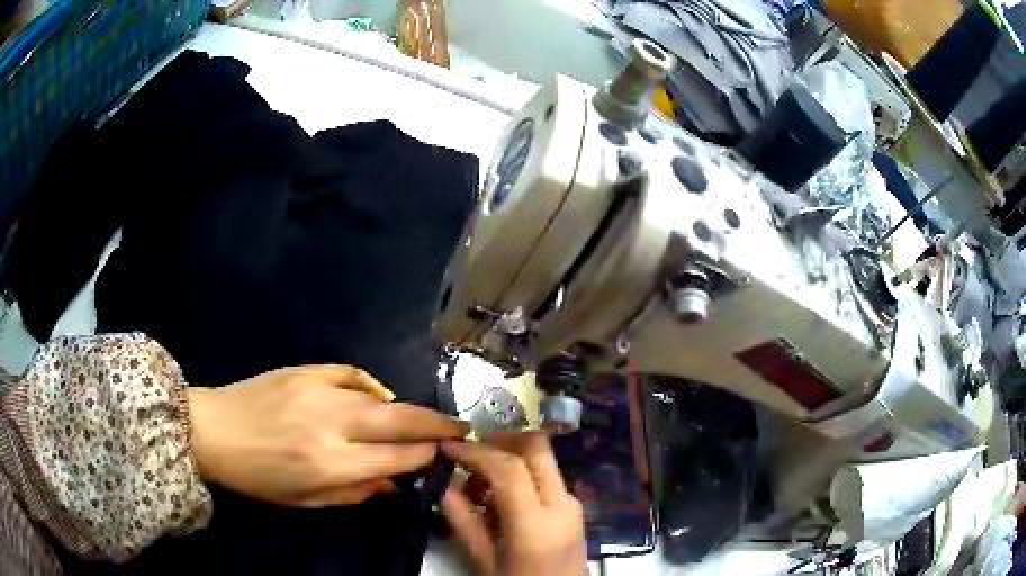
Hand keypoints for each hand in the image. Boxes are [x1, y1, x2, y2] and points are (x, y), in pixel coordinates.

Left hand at [187, 365, 467, 506]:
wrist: (212, 431)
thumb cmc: (258, 478)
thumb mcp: (307, 500)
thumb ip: (356, 493)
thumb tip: (395, 482)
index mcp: (331, 464)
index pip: (397, 458)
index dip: (426, 457)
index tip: (445, 456)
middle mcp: (331, 425)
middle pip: (401, 420)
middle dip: (437, 425)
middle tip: (461, 427)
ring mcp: (317, 390)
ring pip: (380, 396)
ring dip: (406, 408)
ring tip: (417, 419)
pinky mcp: (305, 370)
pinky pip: (352, 374)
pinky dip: (371, 387)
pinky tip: (376, 397)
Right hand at [440, 434, 586, 575]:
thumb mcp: (485, 563)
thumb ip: (464, 523)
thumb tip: (443, 486)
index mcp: (537, 524)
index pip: (509, 468)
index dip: (475, 451)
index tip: (447, 448)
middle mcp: (562, 504)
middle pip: (536, 447)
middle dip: (499, 440)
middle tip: (468, 455)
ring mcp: (572, 505)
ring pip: (542, 460)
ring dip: (508, 460)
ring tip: (477, 489)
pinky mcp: (573, 509)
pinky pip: (545, 478)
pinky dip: (520, 476)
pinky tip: (497, 501)